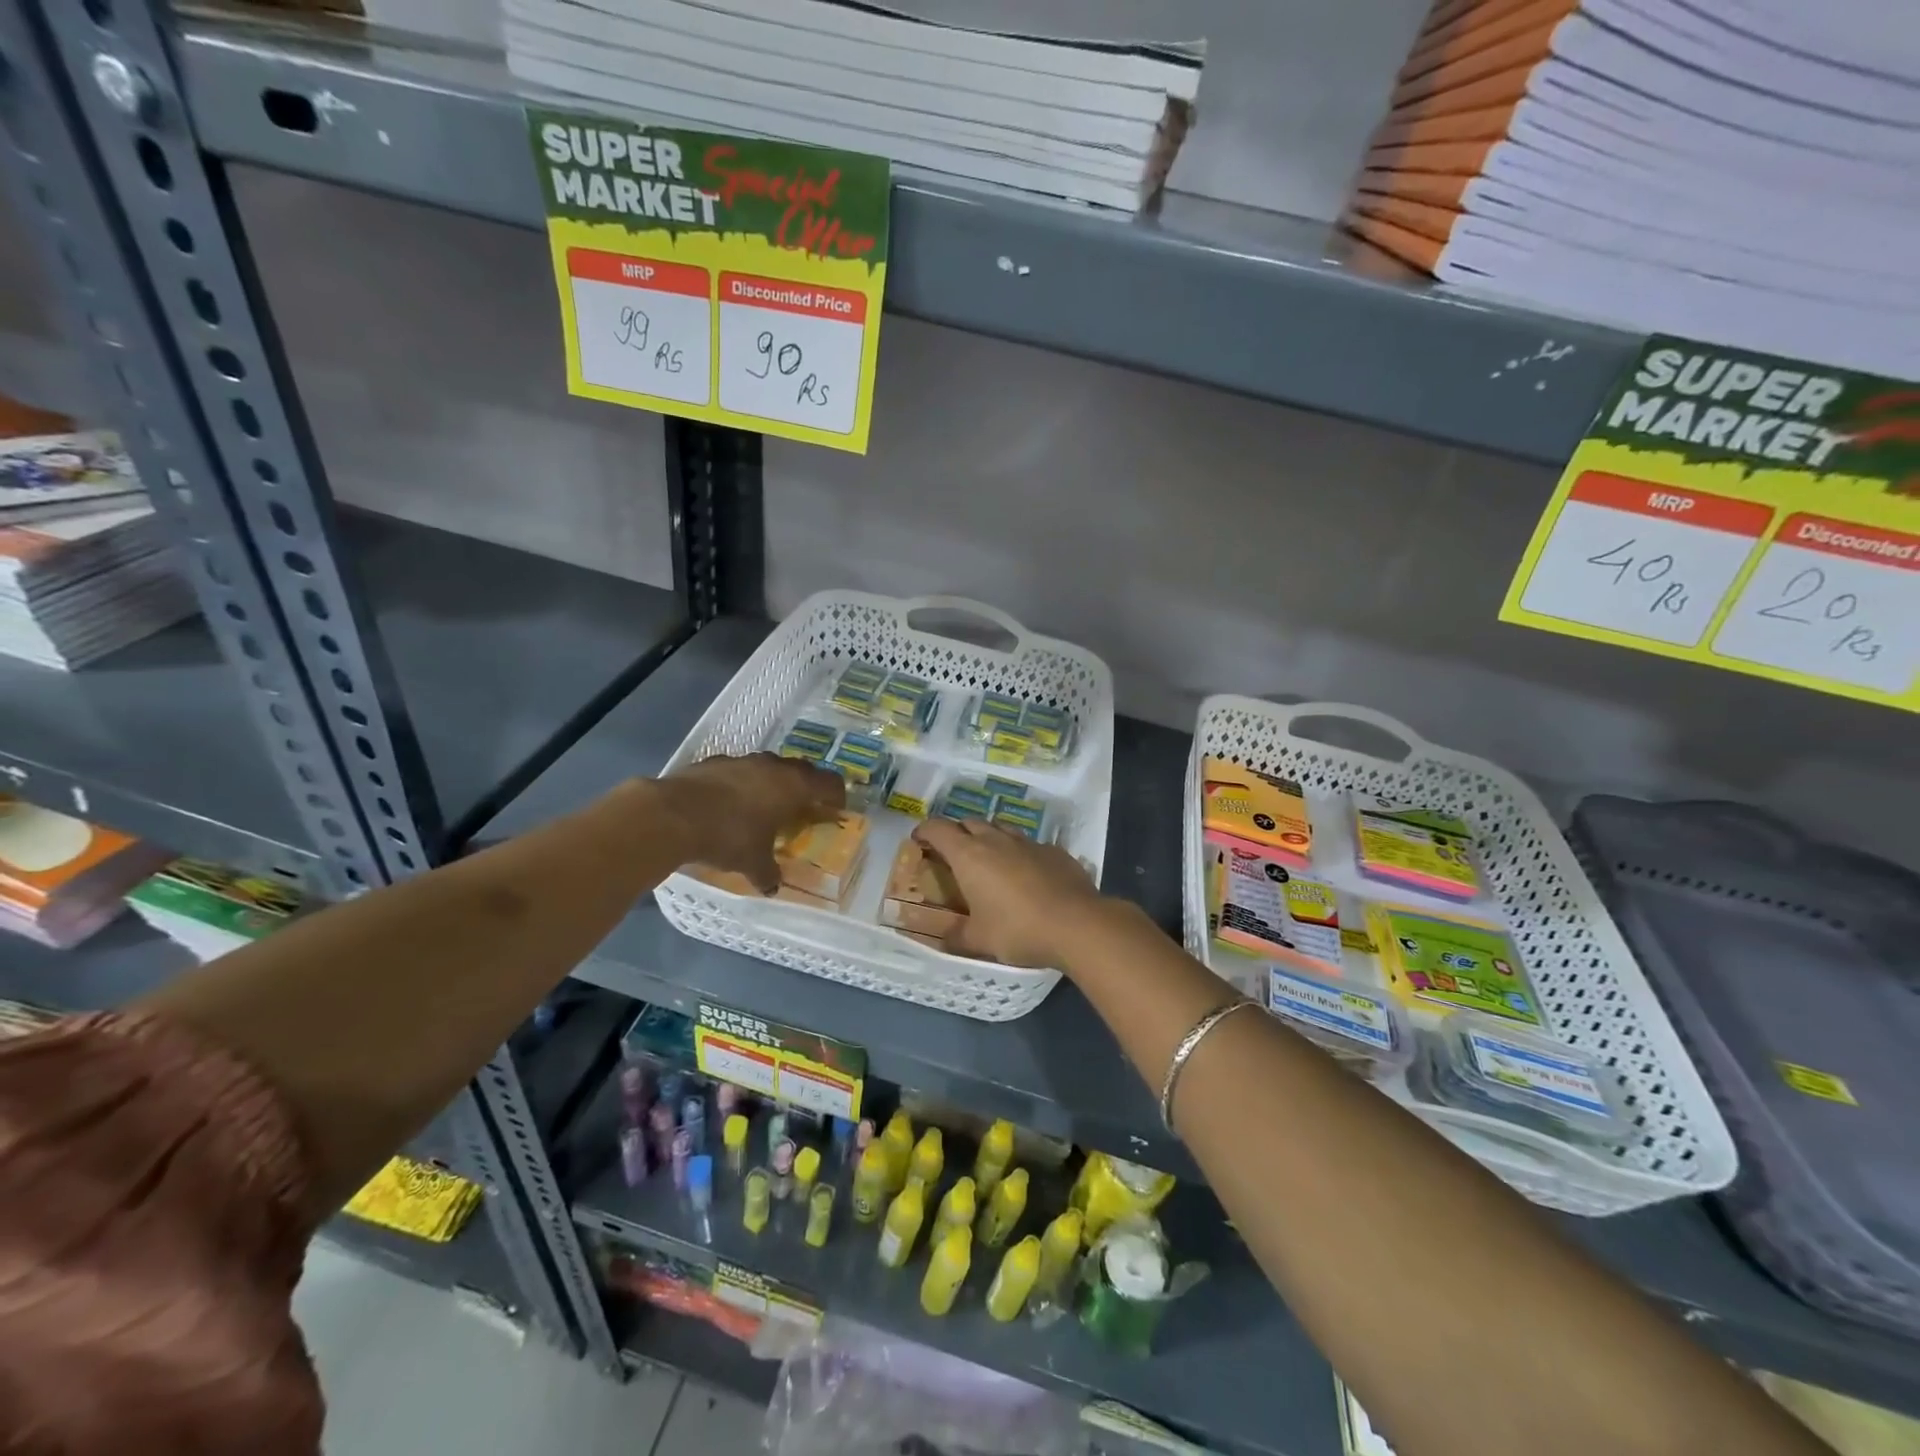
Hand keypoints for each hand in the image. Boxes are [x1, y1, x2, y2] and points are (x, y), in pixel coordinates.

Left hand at [661, 753, 844, 892]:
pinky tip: (730, 802)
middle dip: (806, 787)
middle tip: (804, 806)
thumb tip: (772, 887)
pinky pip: (739, 771)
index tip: (837, 808)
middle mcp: (773, 766)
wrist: (672, 814)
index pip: (829, 783)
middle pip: (801, 770)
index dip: (836, 795)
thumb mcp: (752, 863)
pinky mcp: (713, 762)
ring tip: (767, 804)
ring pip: (769, 767)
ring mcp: (742, 760)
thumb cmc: (728, 836)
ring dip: (773, 782)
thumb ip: (768, 873)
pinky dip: (742, 784)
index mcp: (793, 786)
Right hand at [912, 818, 1102, 966]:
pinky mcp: (1055, 851)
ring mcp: (1029, 842)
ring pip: (1001, 828)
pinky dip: (1019, 853)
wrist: (1077, 924)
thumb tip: (943, 938)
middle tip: (953, 854)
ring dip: (989, 838)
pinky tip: (1026, 874)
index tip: (919, 840)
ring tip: (989, 860)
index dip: (925, 831)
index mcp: (970, 855)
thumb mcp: (980, 940)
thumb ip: (957, 936)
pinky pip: (1029, 845)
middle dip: (957, 833)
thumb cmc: (1018, 930)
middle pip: (970, 822)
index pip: (939, 828)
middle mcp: (997, 840)